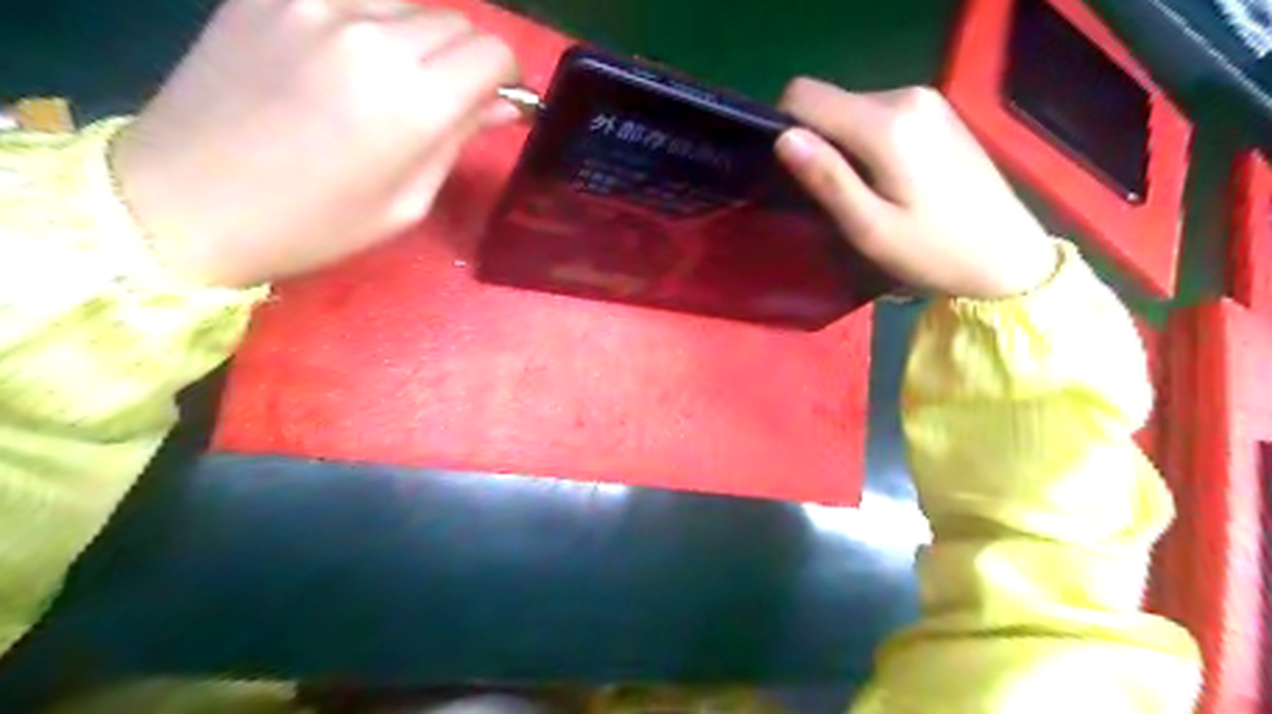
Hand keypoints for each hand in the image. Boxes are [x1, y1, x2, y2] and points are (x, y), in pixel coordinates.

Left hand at [111, 0, 517, 285]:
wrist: (185, 201)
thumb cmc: (314, 224)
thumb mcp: (406, 202)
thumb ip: (458, 141)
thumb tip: (502, 106)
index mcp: (412, 100)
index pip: (491, 52)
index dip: (504, 77)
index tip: (493, 100)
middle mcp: (371, 35)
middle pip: (455, 21)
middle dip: (466, 59)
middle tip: (445, 100)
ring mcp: (313, 3)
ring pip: (406, 3)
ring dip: (417, 39)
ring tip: (389, 82)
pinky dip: (367, 24)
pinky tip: (343, 62)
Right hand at [776, 78, 1053, 299]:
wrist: (1007, 256)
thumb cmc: (933, 251)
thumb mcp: (870, 228)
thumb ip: (826, 178)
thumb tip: (783, 137)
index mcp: (887, 124)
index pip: (805, 96)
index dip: (785, 128)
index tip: (793, 174)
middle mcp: (905, 96)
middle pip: (829, 101)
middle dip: (816, 141)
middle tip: (832, 194)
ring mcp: (926, 100)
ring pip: (851, 108)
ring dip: (841, 145)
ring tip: (859, 191)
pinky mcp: (936, 112)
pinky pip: (877, 114)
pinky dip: (865, 141)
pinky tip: (885, 179)